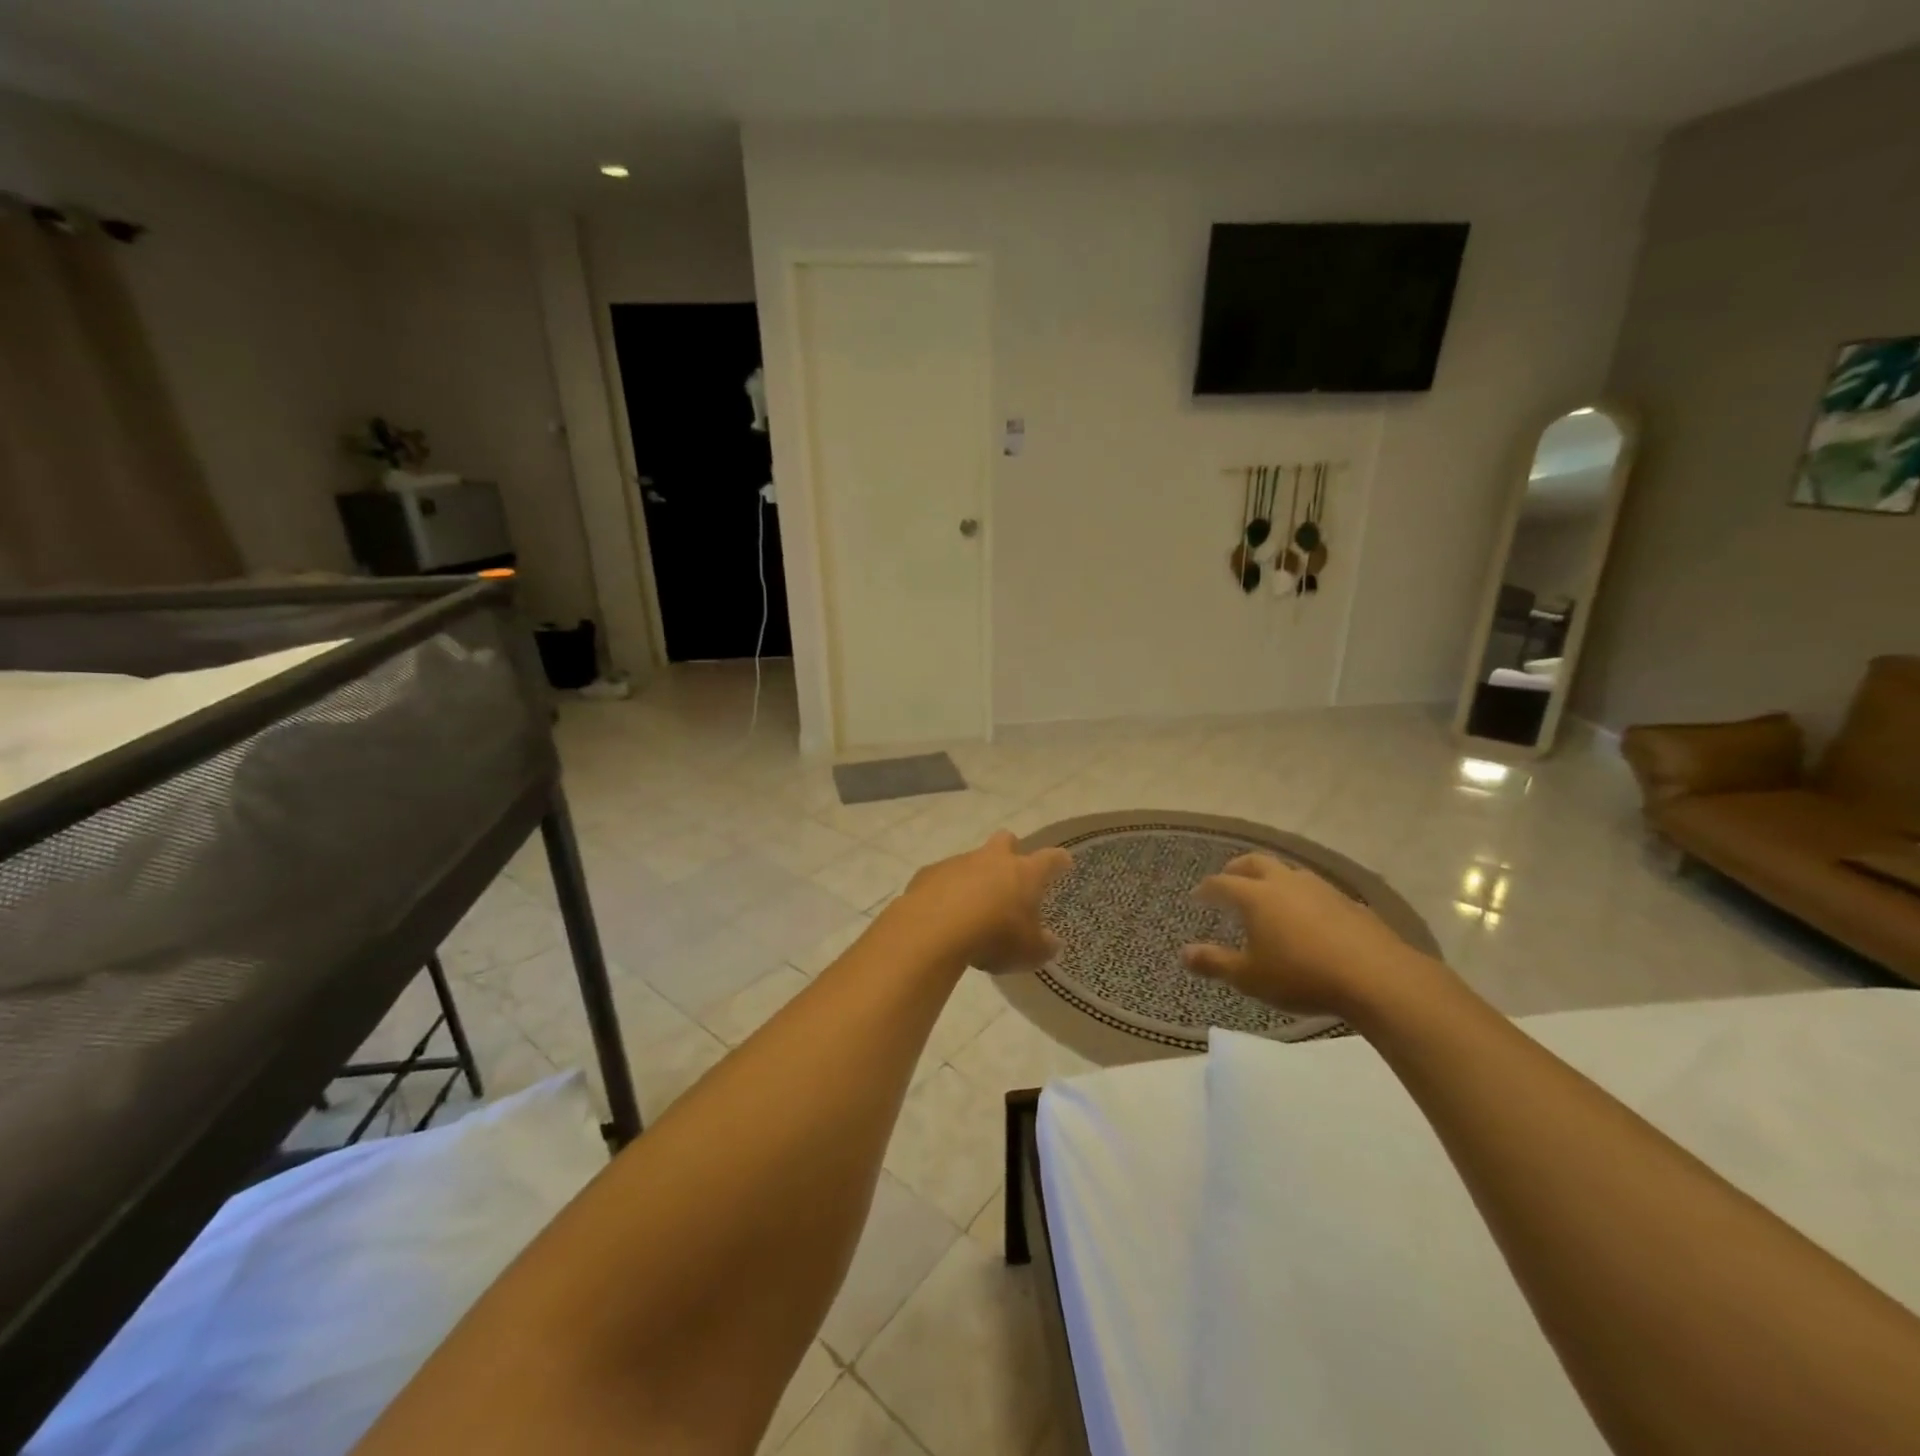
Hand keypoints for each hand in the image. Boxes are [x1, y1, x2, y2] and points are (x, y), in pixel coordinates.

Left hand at [895, 831, 1071, 974]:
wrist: (934, 930)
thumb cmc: (993, 937)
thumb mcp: (1028, 952)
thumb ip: (1043, 946)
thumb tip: (1052, 942)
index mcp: (1024, 873)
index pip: (1049, 859)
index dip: (1058, 861)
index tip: (1063, 862)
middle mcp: (992, 859)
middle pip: (1005, 840)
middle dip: (1010, 850)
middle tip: (1011, 873)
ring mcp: (958, 862)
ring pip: (971, 860)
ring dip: (974, 877)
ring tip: (972, 907)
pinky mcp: (929, 873)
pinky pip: (942, 877)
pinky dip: (946, 890)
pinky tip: (942, 912)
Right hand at [1181, 853, 1426, 1016]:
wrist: (1376, 977)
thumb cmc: (1302, 976)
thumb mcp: (1250, 977)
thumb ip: (1215, 963)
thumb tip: (1183, 953)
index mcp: (1256, 896)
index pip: (1222, 883)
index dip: (1207, 889)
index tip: (1198, 895)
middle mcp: (1285, 882)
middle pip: (1256, 862)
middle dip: (1238, 868)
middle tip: (1229, 877)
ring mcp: (1320, 888)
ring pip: (1289, 871)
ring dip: (1273, 877)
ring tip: (1269, 892)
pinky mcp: (1349, 902)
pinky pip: (1317, 890)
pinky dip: (1303, 896)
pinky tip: (1309, 915)